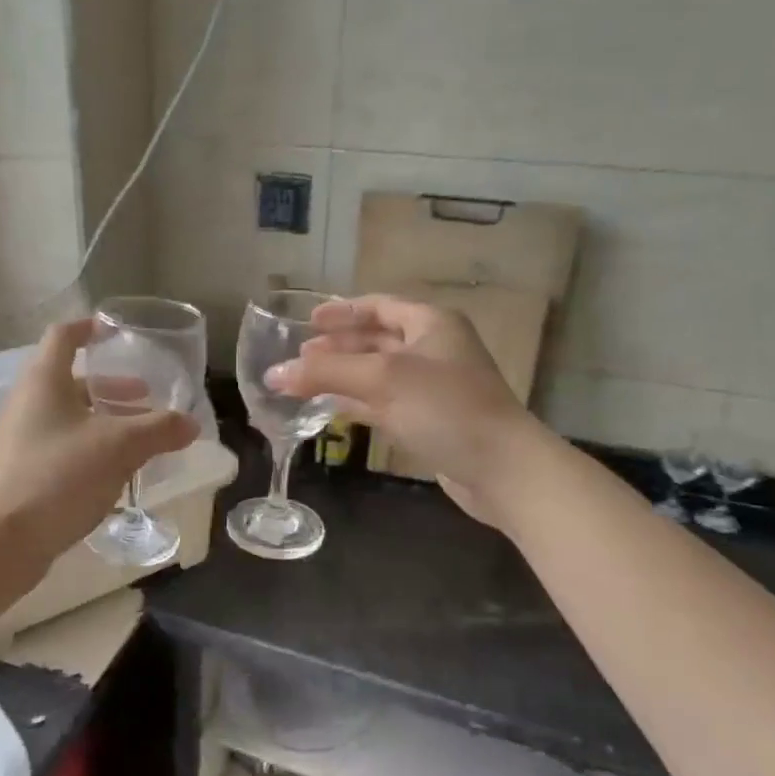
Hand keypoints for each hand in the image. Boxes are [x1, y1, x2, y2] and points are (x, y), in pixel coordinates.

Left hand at [0, 320, 199, 565]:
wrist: (5, 540)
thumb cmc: (61, 475)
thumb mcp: (120, 447)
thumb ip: (159, 430)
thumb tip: (190, 424)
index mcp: (43, 381)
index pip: (63, 336)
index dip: (88, 329)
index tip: (114, 333)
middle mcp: (26, 403)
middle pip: (70, 380)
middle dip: (110, 387)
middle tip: (145, 396)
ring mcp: (20, 439)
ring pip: (67, 415)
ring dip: (103, 418)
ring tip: (138, 436)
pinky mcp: (21, 471)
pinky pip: (61, 444)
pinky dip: (90, 444)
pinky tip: (116, 469)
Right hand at [265, 295, 534, 525]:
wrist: (501, 468)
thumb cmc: (445, 408)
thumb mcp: (382, 379)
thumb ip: (326, 373)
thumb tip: (273, 374)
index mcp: (431, 324)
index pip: (379, 306)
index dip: (342, 311)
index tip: (307, 322)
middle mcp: (433, 349)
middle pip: (376, 339)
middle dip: (338, 346)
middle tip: (301, 356)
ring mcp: (433, 388)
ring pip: (378, 373)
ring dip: (344, 375)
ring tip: (306, 381)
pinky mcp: (430, 421)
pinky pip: (385, 403)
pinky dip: (357, 403)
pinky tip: (330, 409)